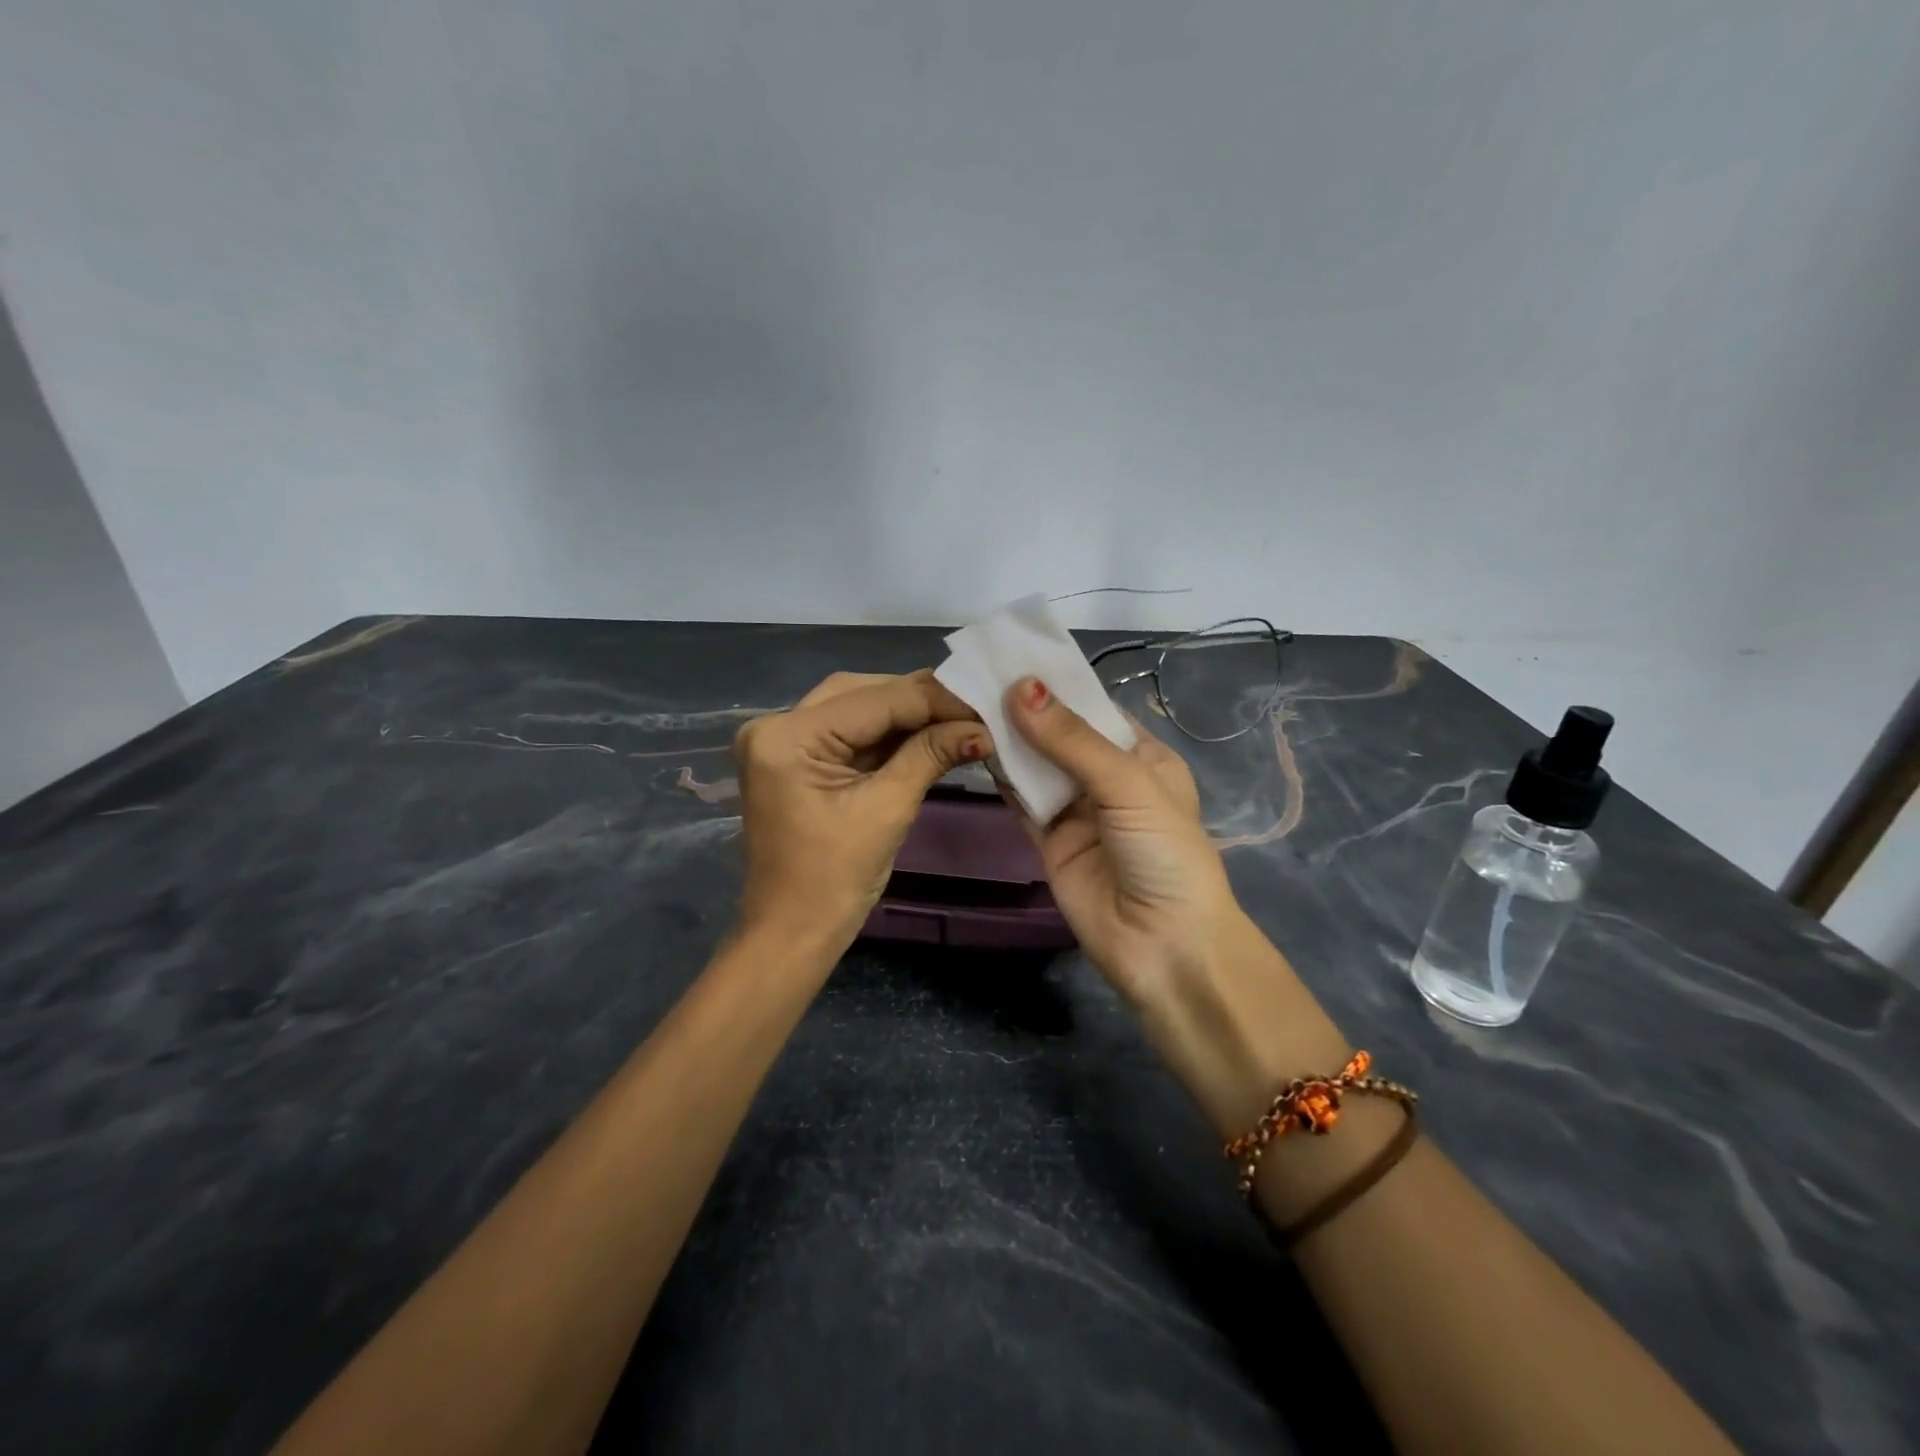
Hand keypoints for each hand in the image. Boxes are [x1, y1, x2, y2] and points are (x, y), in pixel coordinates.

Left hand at [732, 670, 988, 949]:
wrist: (793, 934)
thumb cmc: (834, 881)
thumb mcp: (887, 810)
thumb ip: (930, 755)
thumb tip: (981, 727)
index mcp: (788, 737)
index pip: (875, 700)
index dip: (935, 699)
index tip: (986, 700)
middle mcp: (776, 725)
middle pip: (862, 693)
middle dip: (920, 699)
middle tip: (974, 707)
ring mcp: (783, 742)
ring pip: (857, 707)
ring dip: (906, 713)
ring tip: (959, 718)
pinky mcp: (796, 759)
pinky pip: (849, 732)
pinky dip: (888, 734)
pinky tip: (928, 733)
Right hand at [1001, 677, 1241, 1003]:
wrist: (1164, 946)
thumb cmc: (1163, 852)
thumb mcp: (1127, 785)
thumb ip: (1072, 740)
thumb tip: (1021, 687)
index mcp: (1142, 758)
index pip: (1095, 709)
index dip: (1058, 685)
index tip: (1012, 656)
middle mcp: (1108, 780)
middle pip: (1060, 736)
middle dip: (1026, 710)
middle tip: (977, 675)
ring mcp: (1077, 812)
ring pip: (1037, 766)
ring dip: (1008, 740)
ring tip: (966, 702)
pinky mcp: (1050, 842)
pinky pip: (1022, 802)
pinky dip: (1001, 779)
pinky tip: (973, 749)